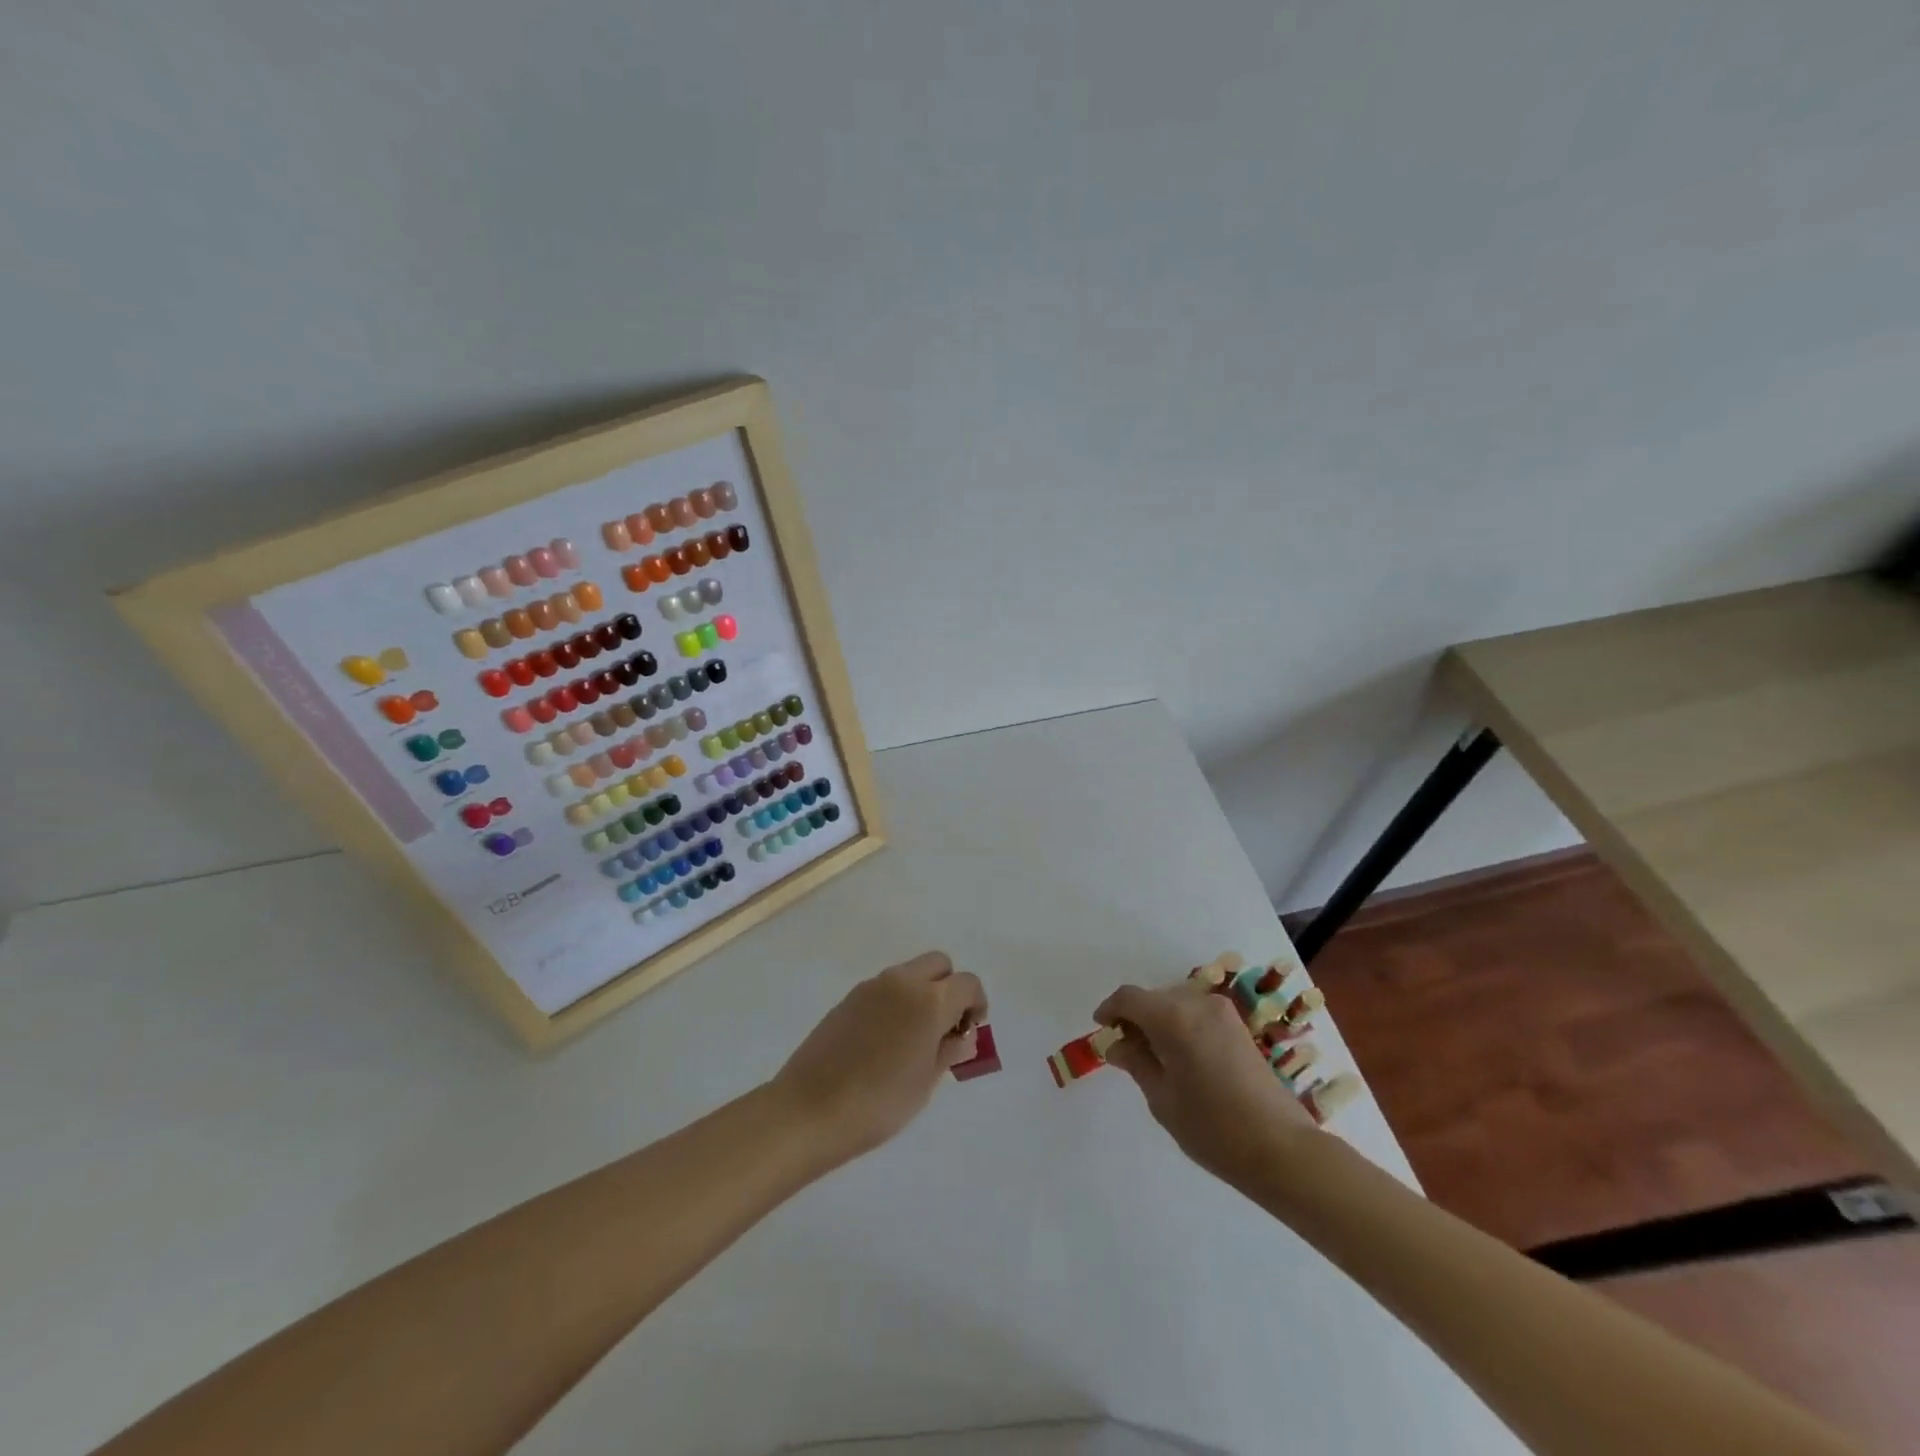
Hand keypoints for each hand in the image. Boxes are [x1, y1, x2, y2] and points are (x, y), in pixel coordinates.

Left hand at [771, 951, 986, 1165]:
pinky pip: (885, 988)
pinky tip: (885, 1041)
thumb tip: (961, 1036)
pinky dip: (896, 1001)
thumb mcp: (925, 1083)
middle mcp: (902, 982)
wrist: (809, 1110)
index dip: (976, 1004)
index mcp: (929, 1001)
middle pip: (938, 964)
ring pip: (909, 973)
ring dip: (921, 993)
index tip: (969, 1032)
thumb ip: (948, 1051)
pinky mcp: (848, 998)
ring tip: (913, 1038)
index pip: (967, 983)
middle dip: (949, 988)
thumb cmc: (878, 1104)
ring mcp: (871, 987)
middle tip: (944, 1027)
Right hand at [1094, 980, 1315, 1185]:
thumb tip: (1115, 1043)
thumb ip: (1135, 1062)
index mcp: (1173, 1017)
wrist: (1281, 1148)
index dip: (1110, 1009)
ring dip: (1158, 1021)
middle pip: (1153, 998)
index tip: (1100, 1029)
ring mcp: (1222, 1013)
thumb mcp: (1162, 1098)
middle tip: (1124, 1049)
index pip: (1129, 998)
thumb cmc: (1213, 1128)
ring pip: (1176, 1003)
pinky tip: (1179, 1057)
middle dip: (1135, 1017)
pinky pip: (1197, 1014)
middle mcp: (1197, 1003)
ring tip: (1152, 1056)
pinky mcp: (1238, 1027)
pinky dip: (1180, 1025)